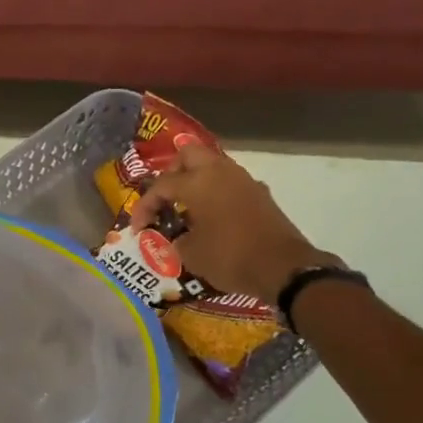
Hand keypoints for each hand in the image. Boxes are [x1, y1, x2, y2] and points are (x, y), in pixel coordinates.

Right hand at [129, 144, 335, 302]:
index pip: (161, 185)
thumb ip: (177, 240)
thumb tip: (179, 237)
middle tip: (164, 198)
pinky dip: (216, 193)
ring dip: (196, 181)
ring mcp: (244, 181)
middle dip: (172, 173)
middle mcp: (220, 172)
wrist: (284, 268)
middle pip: (188, 154)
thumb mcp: (192, 254)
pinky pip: (230, 183)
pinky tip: (212, 217)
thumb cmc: (230, 257)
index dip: (145, 206)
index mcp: (197, 182)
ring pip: (213, 166)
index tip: (138, 228)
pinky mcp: (260, 194)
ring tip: (186, 208)